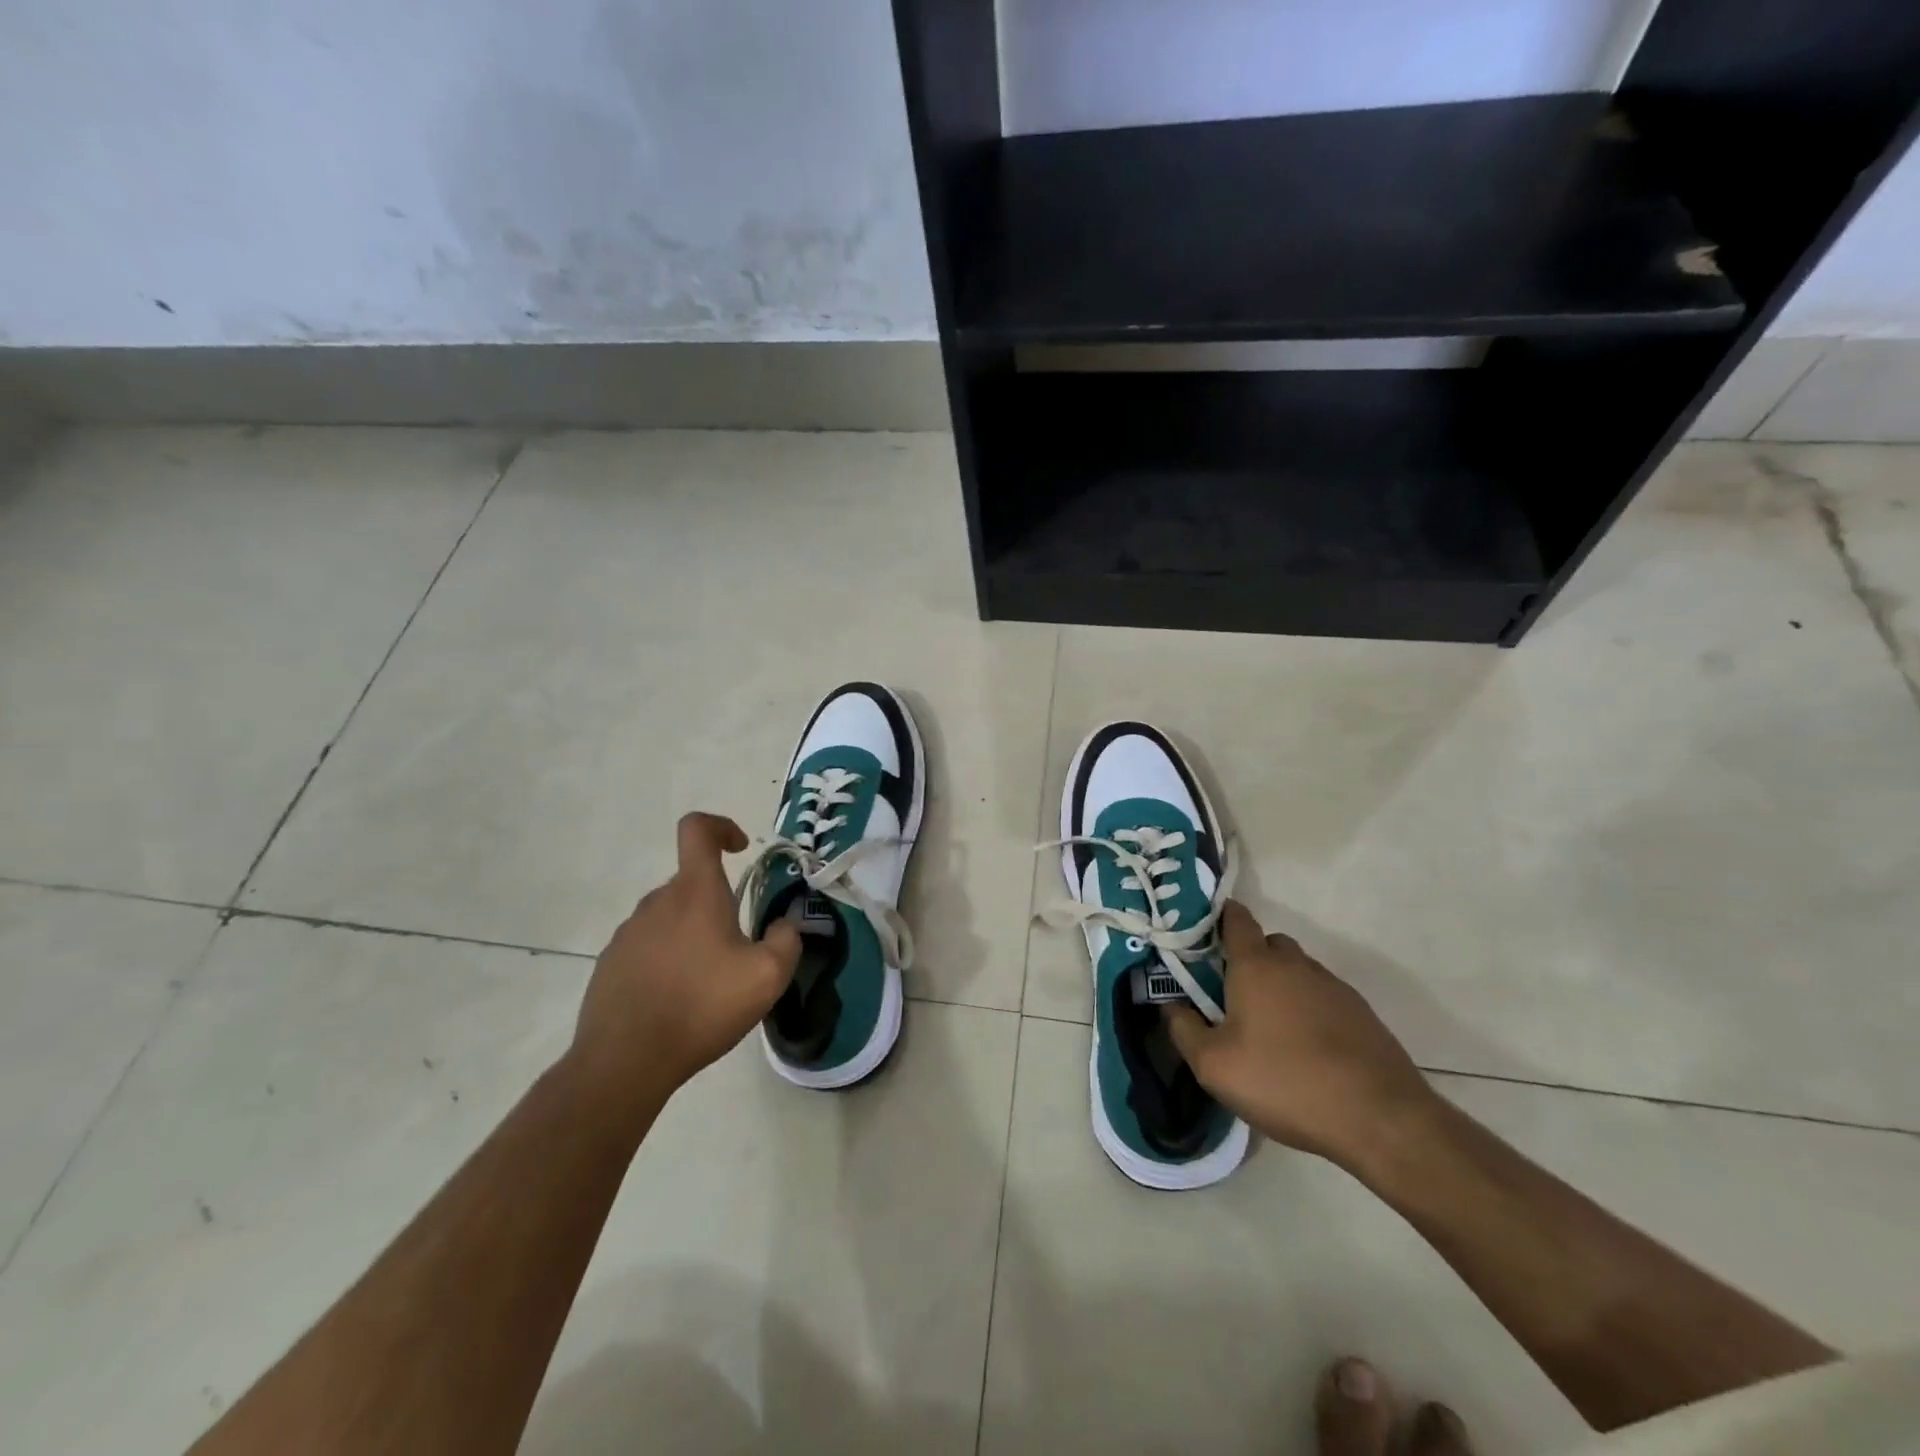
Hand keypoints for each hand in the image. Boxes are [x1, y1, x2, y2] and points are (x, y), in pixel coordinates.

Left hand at [567, 813, 800, 1115]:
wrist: (625, 1062)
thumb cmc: (702, 1007)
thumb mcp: (767, 977)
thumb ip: (788, 940)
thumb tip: (786, 924)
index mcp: (695, 893)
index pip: (697, 829)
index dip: (721, 827)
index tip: (740, 851)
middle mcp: (657, 902)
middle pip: (691, 883)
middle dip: (718, 904)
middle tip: (739, 948)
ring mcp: (628, 933)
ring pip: (670, 917)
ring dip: (693, 935)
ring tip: (708, 983)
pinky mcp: (610, 964)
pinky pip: (647, 947)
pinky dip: (667, 960)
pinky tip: (676, 1001)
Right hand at [1163, 901, 1436, 1165]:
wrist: (1380, 1118)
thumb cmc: (1285, 1082)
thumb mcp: (1214, 1066)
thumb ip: (1183, 1030)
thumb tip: (1170, 1006)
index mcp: (1257, 966)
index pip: (1236, 920)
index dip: (1218, 919)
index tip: (1201, 935)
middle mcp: (1296, 965)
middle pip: (1268, 944)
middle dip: (1247, 960)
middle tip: (1230, 996)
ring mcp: (1333, 987)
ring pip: (1297, 972)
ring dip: (1280, 987)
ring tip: (1269, 1031)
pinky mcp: (1361, 1014)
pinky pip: (1322, 998)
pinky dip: (1307, 1011)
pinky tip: (1305, 1050)